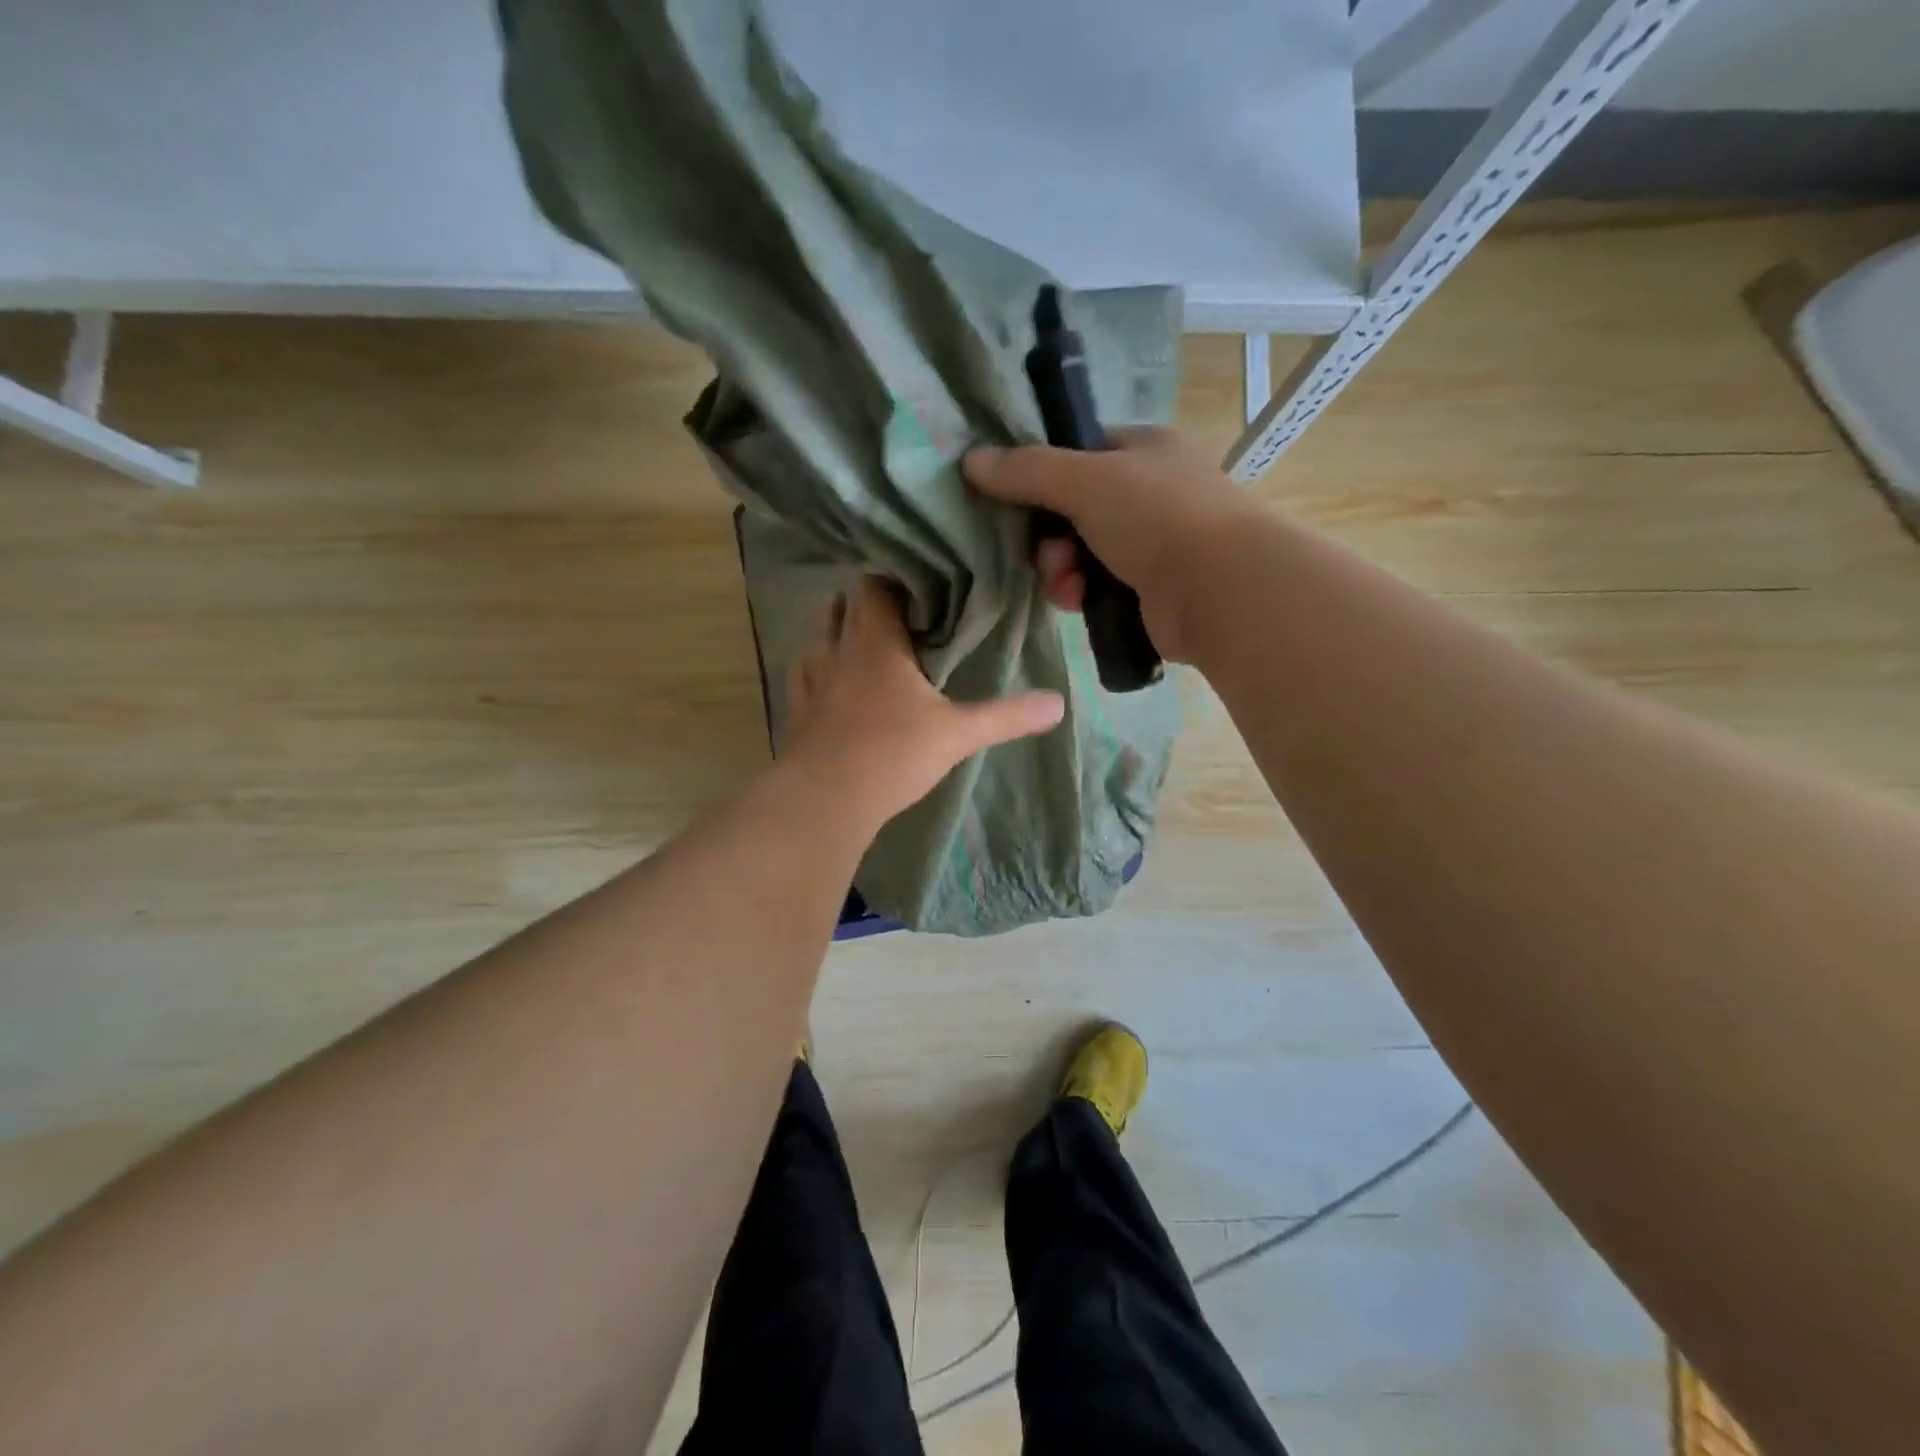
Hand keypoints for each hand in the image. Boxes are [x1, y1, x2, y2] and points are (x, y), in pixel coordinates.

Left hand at [780, 577, 1065, 830]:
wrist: (825, 801)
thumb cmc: (893, 754)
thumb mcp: (958, 734)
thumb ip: (1007, 715)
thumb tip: (1059, 703)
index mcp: (876, 640)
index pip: (875, 584)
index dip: (896, 580)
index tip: (924, 589)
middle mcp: (837, 649)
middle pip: (844, 604)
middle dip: (870, 604)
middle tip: (904, 617)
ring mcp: (811, 679)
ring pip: (821, 637)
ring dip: (842, 634)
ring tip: (872, 647)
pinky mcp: (797, 710)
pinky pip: (807, 675)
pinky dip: (823, 671)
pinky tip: (839, 688)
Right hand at [964, 427, 1254, 662]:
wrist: (1219, 589)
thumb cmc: (1156, 516)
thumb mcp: (1085, 480)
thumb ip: (1027, 470)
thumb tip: (971, 460)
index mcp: (1145, 450)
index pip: (1082, 452)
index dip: (1046, 474)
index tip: (1019, 499)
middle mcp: (1151, 492)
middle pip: (1074, 510)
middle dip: (1050, 537)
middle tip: (1047, 554)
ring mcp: (1154, 544)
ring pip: (1081, 554)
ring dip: (1062, 570)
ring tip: (1067, 584)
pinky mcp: (1151, 590)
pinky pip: (1098, 588)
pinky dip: (1082, 594)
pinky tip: (1080, 602)